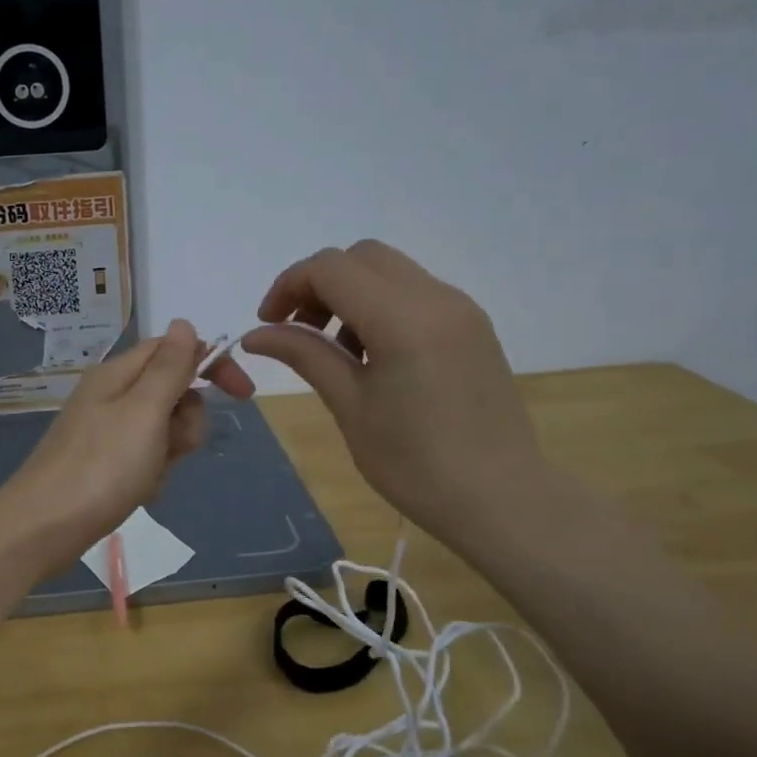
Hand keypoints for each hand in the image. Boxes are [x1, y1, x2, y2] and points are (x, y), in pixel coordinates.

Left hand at [1, 320, 254, 568]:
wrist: (44, 528)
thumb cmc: (101, 467)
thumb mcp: (144, 411)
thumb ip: (169, 367)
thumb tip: (184, 323)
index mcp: (119, 374)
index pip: (174, 349)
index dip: (210, 364)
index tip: (243, 394)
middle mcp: (112, 396)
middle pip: (172, 393)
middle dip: (186, 421)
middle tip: (173, 446)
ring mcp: (107, 432)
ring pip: (163, 431)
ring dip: (169, 453)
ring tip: (148, 476)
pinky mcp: (104, 465)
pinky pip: (146, 460)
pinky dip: (151, 475)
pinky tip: (138, 493)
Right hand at [241, 241, 550, 550]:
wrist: (500, 499)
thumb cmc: (415, 464)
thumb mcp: (349, 406)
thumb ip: (304, 355)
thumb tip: (256, 334)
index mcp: (403, 318)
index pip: (330, 268)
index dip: (288, 286)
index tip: (268, 325)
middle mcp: (437, 297)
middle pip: (361, 257)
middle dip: (318, 284)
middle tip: (298, 331)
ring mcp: (461, 309)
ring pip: (390, 272)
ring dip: (350, 294)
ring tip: (335, 351)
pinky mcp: (473, 327)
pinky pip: (415, 294)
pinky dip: (380, 307)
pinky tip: (373, 357)